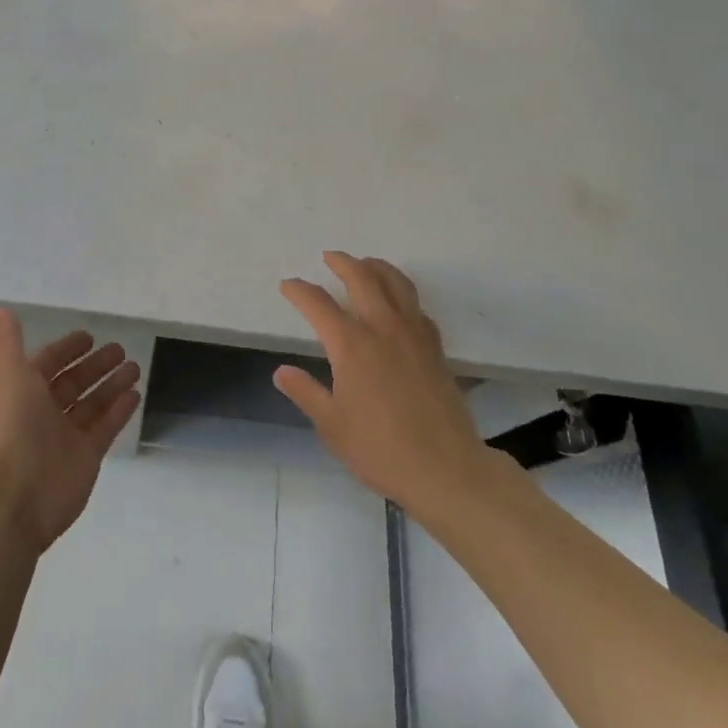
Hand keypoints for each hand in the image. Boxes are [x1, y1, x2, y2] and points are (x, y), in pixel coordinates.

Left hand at [0, 310, 142, 552]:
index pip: (48, 363)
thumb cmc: (10, 428)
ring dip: (112, 384)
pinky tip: (136, 393)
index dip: (66, 349)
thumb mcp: (7, 375)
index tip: (89, 336)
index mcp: (21, 391)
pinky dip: (120, 410)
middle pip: (74, 382)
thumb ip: (8, 342)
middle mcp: (42, 412)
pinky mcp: (86, 457)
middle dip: (95, 365)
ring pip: (92, 403)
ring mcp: (65, 436)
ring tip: (135, 367)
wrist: (14, 498)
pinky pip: (106, 427)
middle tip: (120, 349)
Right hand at [274, 252, 494, 517]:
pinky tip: (398, 304)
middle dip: (342, 262)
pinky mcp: (435, 347)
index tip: (288, 285)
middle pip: (361, 277)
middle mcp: (383, 328)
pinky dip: (403, 293)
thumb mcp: (332, 426)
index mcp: (351, 345)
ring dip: (376, 266)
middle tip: (329, 257)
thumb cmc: (381, 450)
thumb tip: (281, 371)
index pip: (318, 304)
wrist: (446, 470)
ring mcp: (413, 334)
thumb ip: (306, 393)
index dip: (300, 291)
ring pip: (396, 282)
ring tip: (365, 264)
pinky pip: (417, 306)